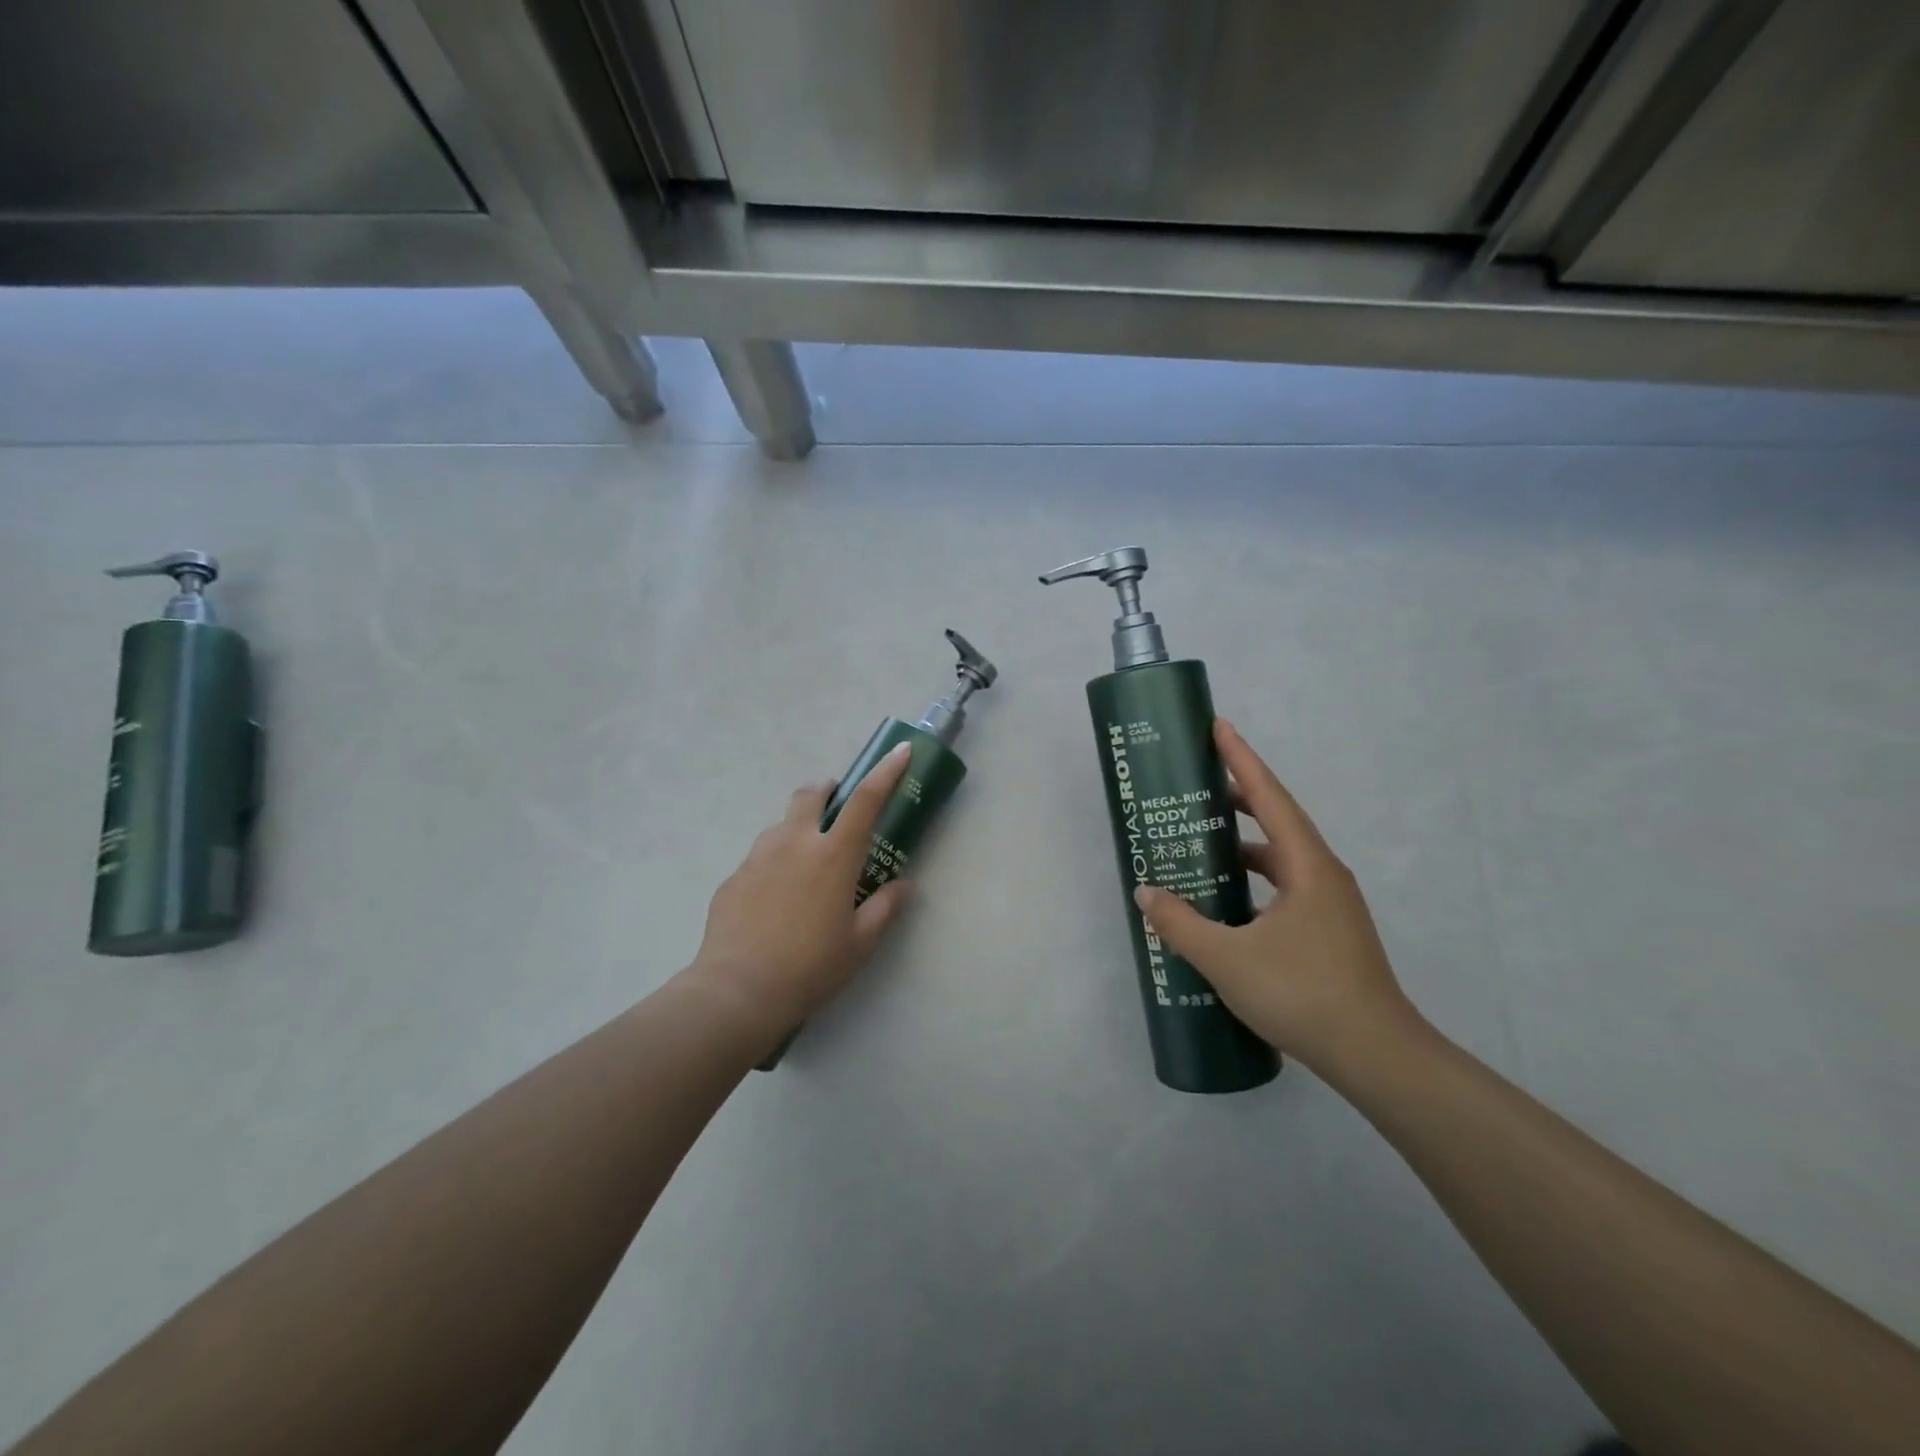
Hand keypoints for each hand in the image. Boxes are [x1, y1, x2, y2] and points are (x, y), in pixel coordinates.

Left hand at [692, 744, 915, 1035]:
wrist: (737, 991)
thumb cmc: (811, 967)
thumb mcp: (861, 943)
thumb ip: (885, 907)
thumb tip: (904, 885)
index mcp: (833, 855)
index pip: (866, 801)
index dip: (885, 772)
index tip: (899, 752)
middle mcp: (795, 843)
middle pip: (810, 795)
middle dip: (825, 790)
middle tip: (834, 806)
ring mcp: (758, 857)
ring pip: (781, 826)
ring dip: (798, 829)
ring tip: (804, 866)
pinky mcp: (733, 877)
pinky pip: (759, 858)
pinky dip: (774, 865)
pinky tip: (774, 901)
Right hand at [1133, 719, 1421, 1073]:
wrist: (1376, 1056)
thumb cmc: (1302, 994)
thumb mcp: (1227, 958)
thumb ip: (1180, 922)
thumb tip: (1146, 892)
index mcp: (1307, 865)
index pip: (1269, 796)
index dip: (1241, 759)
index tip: (1218, 726)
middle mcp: (1323, 874)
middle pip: (1278, 820)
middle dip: (1239, 797)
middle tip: (1198, 784)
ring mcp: (1330, 905)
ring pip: (1282, 857)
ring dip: (1245, 844)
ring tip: (1204, 841)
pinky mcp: (1329, 932)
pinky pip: (1285, 887)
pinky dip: (1254, 880)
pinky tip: (1227, 902)